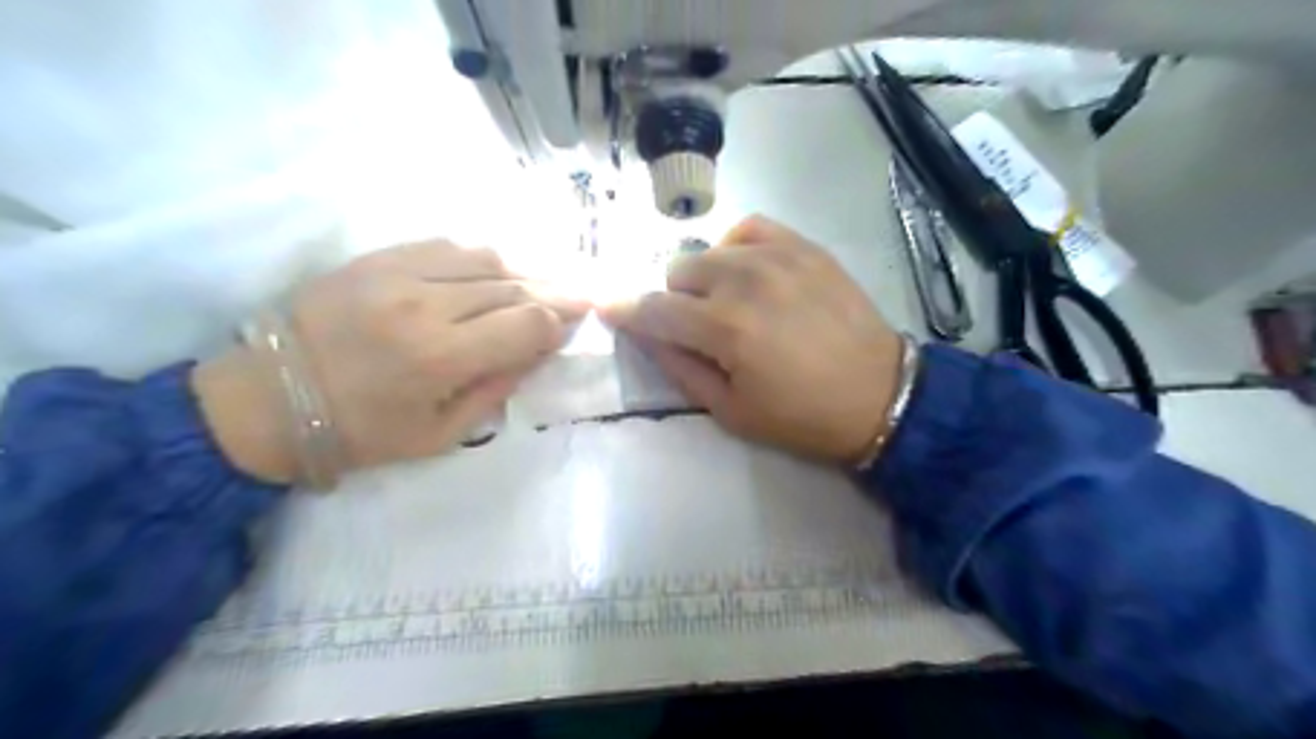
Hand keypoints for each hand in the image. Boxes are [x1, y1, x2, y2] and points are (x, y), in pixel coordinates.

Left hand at [195, 240, 585, 481]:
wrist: (265, 399)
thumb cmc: (359, 432)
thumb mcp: (440, 436)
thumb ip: (497, 390)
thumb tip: (538, 351)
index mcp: (441, 357)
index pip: (528, 323)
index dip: (559, 324)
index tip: (569, 330)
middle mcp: (426, 304)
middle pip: (514, 286)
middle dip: (556, 292)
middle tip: (581, 295)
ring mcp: (399, 272)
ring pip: (487, 258)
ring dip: (525, 270)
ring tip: (544, 281)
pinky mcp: (378, 257)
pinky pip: (448, 245)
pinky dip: (483, 257)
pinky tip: (497, 269)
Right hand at [600, 213, 900, 461]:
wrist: (880, 395)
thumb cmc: (802, 416)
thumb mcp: (731, 411)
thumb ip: (680, 369)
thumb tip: (648, 337)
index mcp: (723, 328)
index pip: (653, 309)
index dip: (624, 310)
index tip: (608, 308)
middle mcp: (744, 281)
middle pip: (678, 272)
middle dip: (677, 301)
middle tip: (699, 328)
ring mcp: (777, 257)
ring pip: (710, 250)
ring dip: (706, 278)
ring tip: (730, 303)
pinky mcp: (804, 247)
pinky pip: (750, 228)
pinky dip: (737, 248)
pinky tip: (749, 271)